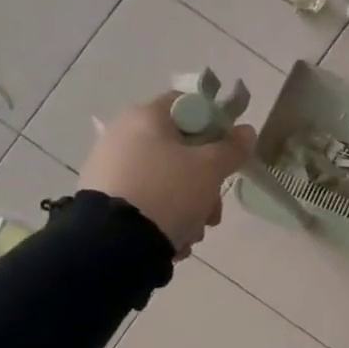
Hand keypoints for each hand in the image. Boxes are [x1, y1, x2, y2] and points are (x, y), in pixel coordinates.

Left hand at [79, 93, 254, 257]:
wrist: (112, 243)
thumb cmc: (167, 191)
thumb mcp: (210, 169)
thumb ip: (232, 148)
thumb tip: (246, 131)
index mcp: (145, 116)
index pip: (189, 105)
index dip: (215, 125)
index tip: (228, 153)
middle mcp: (122, 135)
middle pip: (180, 150)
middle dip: (205, 182)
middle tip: (214, 208)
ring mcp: (109, 168)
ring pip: (166, 181)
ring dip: (188, 207)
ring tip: (193, 233)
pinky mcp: (102, 199)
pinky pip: (145, 202)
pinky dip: (163, 219)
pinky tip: (171, 239)